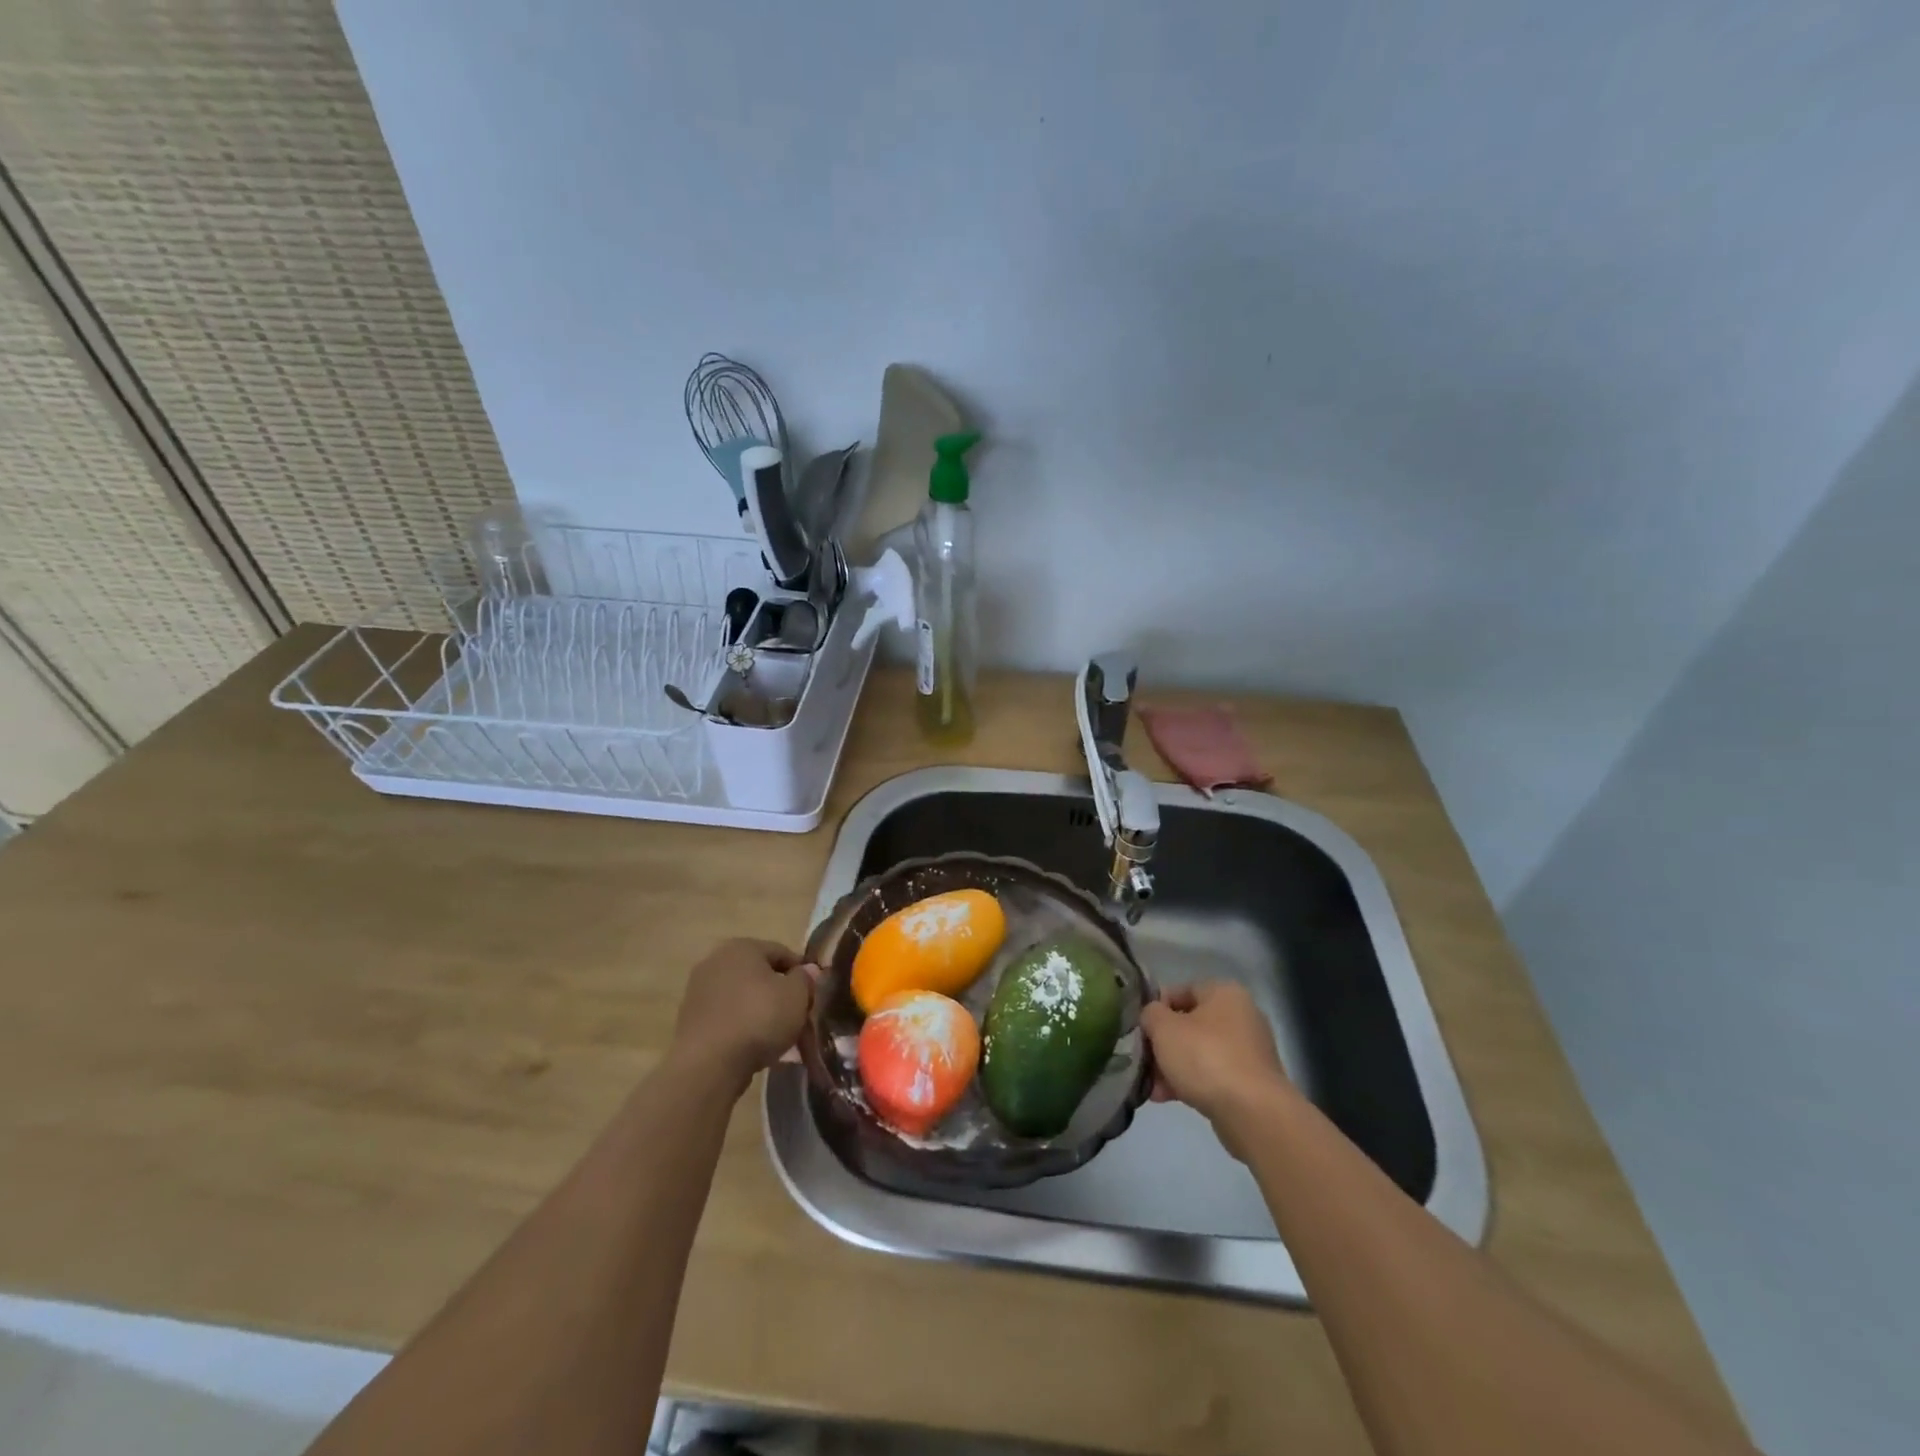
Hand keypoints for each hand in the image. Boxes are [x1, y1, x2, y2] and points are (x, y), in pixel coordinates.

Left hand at [670, 939, 816, 1091]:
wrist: (708, 1065)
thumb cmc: (759, 1018)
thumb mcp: (796, 995)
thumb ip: (805, 978)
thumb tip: (807, 971)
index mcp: (742, 946)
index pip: (783, 953)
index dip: (803, 974)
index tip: (814, 997)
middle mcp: (716, 961)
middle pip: (761, 976)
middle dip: (782, 996)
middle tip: (799, 1019)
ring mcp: (699, 991)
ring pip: (744, 999)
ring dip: (763, 1014)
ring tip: (780, 1039)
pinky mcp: (690, 1020)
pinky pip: (728, 1018)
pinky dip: (743, 1028)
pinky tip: (756, 1048)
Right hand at [1140, 981, 1292, 1157]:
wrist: (1252, 1113)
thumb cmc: (1205, 1058)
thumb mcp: (1164, 1028)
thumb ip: (1151, 1014)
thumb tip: (1153, 1016)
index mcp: (1225, 993)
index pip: (1181, 990)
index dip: (1156, 1007)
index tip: (1140, 1029)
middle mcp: (1242, 1016)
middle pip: (1189, 1024)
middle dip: (1163, 1044)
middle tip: (1143, 1061)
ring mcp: (1249, 1051)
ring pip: (1199, 1052)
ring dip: (1173, 1067)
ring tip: (1152, 1087)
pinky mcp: (1251, 1082)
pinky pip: (1213, 1075)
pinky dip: (1191, 1082)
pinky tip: (1167, 1098)